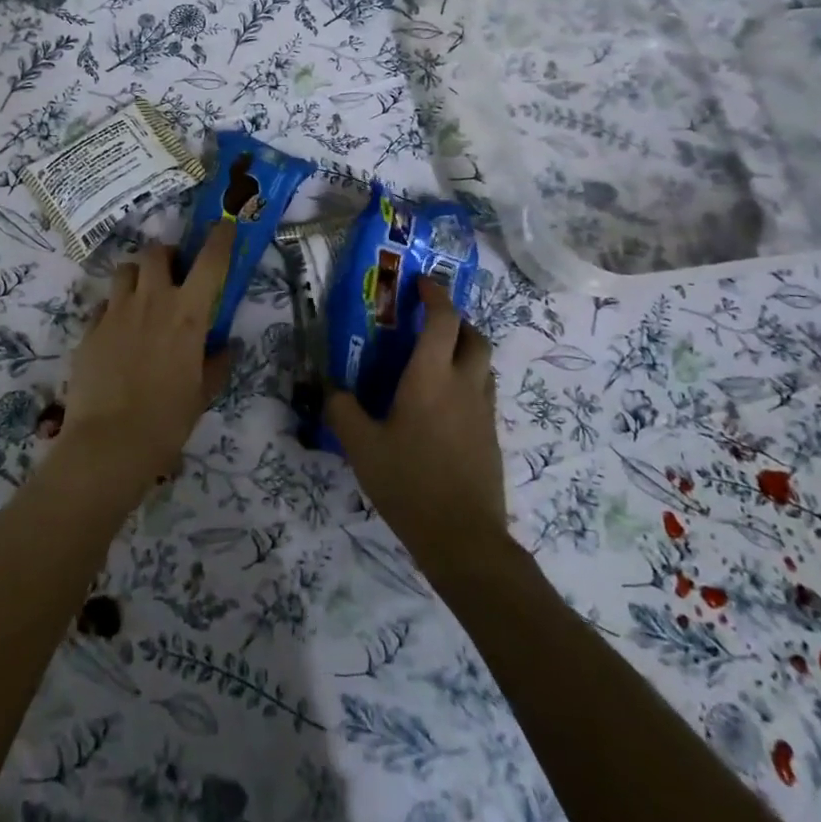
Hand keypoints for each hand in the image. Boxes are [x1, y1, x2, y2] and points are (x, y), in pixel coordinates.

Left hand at [58, 222, 235, 490]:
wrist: (109, 443)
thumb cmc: (167, 420)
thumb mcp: (202, 394)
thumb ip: (216, 364)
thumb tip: (227, 347)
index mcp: (188, 314)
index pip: (210, 261)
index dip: (220, 238)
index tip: (225, 225)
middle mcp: (152, 301)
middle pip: (156, 252)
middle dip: (166, 256)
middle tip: (172, 274)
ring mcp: (116, 312)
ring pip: (125, 270)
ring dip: (137, 276)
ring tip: (142, 298)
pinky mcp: (90, 329)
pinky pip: (104, 304)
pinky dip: (114, 309)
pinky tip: (118, 332)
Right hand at [325, 278, 507, 569]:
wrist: (463, 538)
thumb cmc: (409, 483)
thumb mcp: (361, 447)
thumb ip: (341, 410)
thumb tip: (329, 388)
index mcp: (431, 377)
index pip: (443, 320)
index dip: (435, 295)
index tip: (421, 283)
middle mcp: (464, 385)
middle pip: (474, 336)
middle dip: (456, 320)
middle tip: (430, 322)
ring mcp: (483, 412)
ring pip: (484, 364)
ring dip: (466, 349)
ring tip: (437, 359)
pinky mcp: (491, 437)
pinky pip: (483, 392)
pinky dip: (468, 381)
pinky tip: (444, 405)